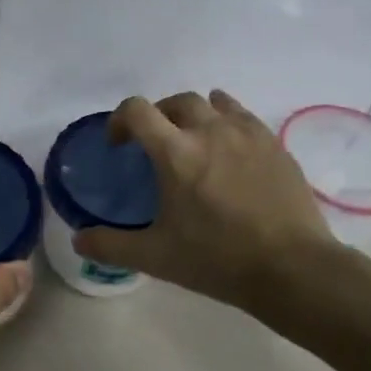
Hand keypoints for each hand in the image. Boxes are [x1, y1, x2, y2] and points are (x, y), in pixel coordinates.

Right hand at [72, 91, 339, 317]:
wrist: (292, 269)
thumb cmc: (217, 259)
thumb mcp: (155, 257)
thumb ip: (110, 246)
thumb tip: (78, 240)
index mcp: (175, 152)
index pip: (137, 110)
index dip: (120, 120)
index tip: (118, 144)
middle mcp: (209, 131)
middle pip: (175, 101)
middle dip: (158, 116)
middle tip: (154, 143)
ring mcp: (246, 134)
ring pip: (213, 102)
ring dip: (193, 114)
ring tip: (192, 138)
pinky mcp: (274, 145)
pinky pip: (243, 115)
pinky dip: (227, 119)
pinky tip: (228, 144)